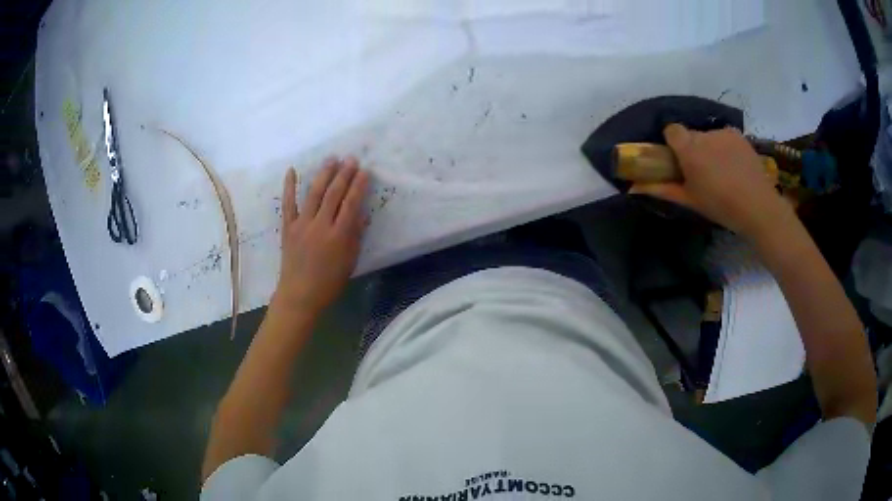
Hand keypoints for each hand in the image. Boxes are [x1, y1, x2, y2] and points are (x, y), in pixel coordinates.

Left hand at [273, 157, 369, 316]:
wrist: (299, 295)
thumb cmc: (329, 282)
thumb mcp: (349, 261)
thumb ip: (355, 236)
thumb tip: (361, 214)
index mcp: (339, 236)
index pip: (351, 204)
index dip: (358, 186)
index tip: (365, 171)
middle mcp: (321, 225)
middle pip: (334, 194)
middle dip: (344, 174)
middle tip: (351, 159)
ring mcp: (302, 224)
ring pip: (314, 194)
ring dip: (323, 174)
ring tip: (331, 159)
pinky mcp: (288, 227)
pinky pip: (288, 204)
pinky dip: (289, 187)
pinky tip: (292, 171)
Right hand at [630, 124, 793, 240]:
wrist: (758, 207)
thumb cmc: (721, 207)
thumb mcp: (690, 201)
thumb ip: (662, 190)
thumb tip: (633, 188)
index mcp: (689, 150)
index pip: (672, 130)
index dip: (673, 142)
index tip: (678, 158)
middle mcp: (704, 135)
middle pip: (691, 134)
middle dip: (693, 148)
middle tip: (702, 171)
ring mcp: (723, 133)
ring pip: (709, 136)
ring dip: (710, 148)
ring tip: (723, 171)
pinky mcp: (738, 135)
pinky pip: (725, 137)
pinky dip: (725, 147)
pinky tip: (735, 166)